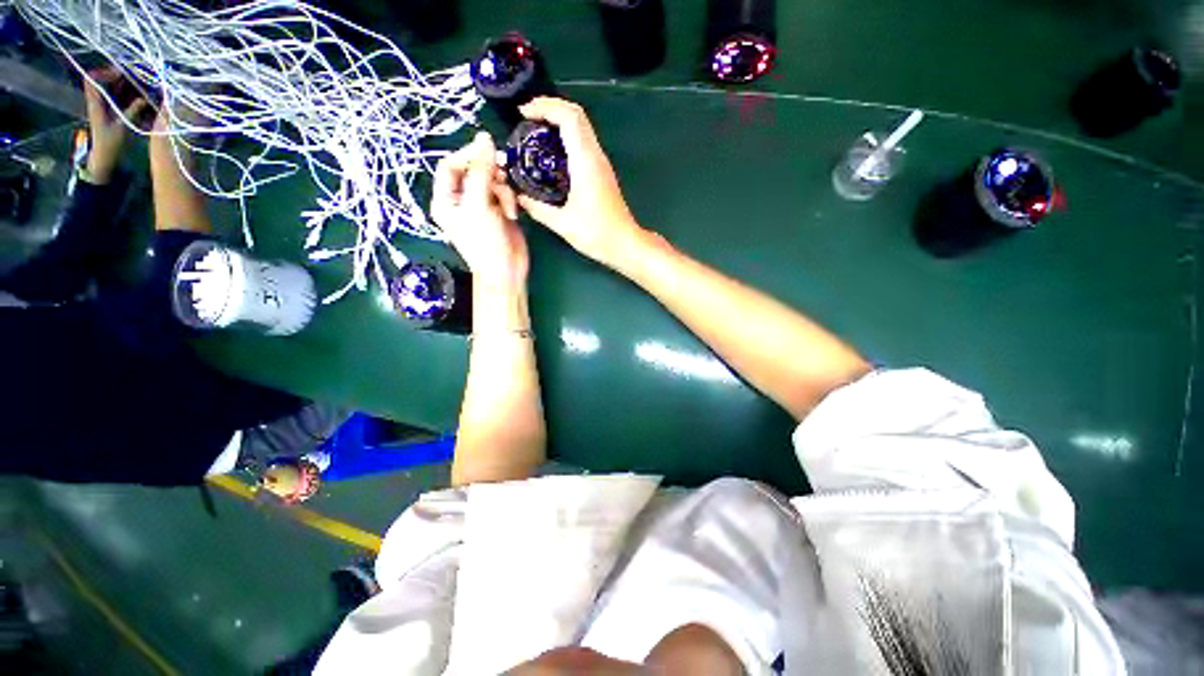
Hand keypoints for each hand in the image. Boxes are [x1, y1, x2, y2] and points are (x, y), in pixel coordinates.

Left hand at [82, 69, 148, 183]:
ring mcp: (104, 106)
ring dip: (126, 85)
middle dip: (120, 76)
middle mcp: (98, 101)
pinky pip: (118, 97)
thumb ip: (132, 111)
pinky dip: (128, 94)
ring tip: (142, 86)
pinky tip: (140, 96)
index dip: (105, 72)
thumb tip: (145, 99)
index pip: (92, 79)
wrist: (102, 158)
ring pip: (112, 87)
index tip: (120, 73)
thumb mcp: (121, 127)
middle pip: (105, 80)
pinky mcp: (111, 111)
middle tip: (136, 78)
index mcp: (95, 102)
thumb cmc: (108, 144)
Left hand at [432, 132, 526, 287]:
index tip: (488, 153)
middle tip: (503, 174)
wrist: (508, 271)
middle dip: (489, 174)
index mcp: (445, 199)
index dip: (467, 156)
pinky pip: (503, 192)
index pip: (450, 165)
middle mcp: (461, 199)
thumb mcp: (480, 205)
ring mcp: (481, 205)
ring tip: (508, 208)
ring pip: (492, 180)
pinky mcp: (498, 210)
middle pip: (473, 170)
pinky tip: (513, 214)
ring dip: (503, 190)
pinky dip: (510, 199)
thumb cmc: (487, 242)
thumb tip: (485, 138)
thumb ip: (481, 171)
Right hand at [516, 97, 645, 269]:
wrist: (625, 243)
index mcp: (586, 162)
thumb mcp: (562, 224)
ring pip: (582, 127)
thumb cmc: (596, 234)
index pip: (569, 117)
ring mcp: (601, 163)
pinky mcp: (603, 172)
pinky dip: (567, 136)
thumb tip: (519, 198)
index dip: (545, 107)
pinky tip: (552, 151)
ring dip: (559, 120)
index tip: (523, 113)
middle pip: (577, 114)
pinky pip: (584, 142)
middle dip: (551, 107)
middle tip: (527, 116)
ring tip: (536, 130)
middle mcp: (596, 156)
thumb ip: (538, 209)